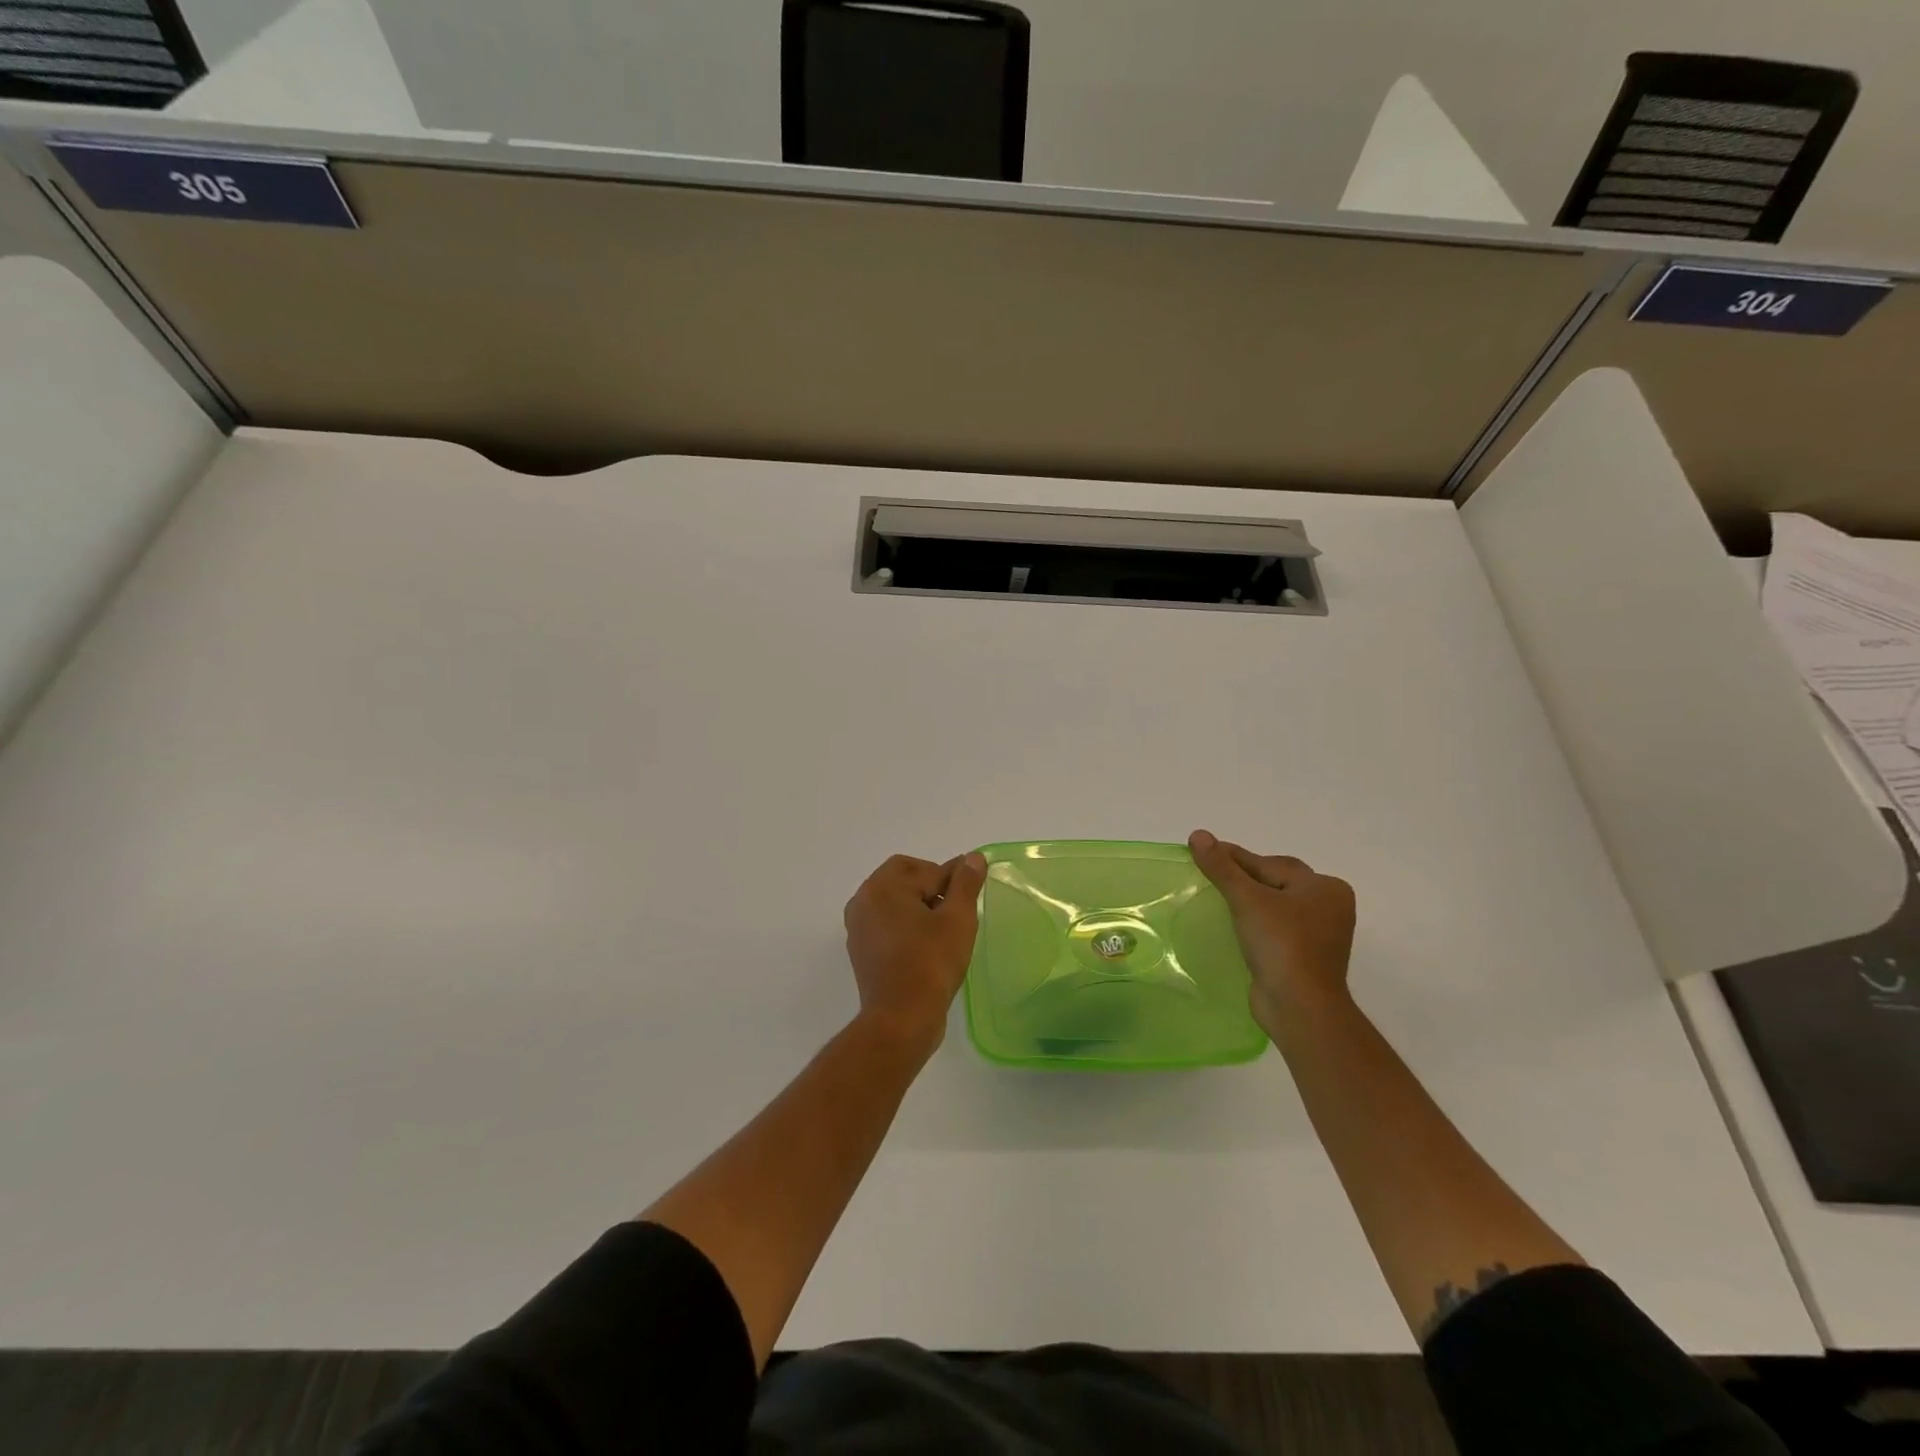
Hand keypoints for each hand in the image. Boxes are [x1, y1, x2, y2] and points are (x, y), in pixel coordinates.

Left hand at [843, 852, 988, 1054]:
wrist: (901, 1019)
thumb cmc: (931, 963)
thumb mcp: (958, 919)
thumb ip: (965, 883)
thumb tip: (972, 858)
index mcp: (883, 886)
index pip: (926, 869)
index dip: (953, 878)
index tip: (972, 891)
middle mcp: (863, 900)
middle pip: (904, 878)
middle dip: (932, 886)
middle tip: (957, 909)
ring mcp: (858, 927)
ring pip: (894, 901)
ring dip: (919, 905)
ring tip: (944, 928)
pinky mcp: (860, 950)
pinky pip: (886, 923)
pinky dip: (905, 924)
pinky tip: (927, 944)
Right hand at [1188, 829, 1355, 1034]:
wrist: (1300, 1007)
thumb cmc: (1281, 944)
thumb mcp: (1247, 899)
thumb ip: (1222, 867)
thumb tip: (1198, 835)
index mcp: (1325, 887)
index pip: (1270, 864)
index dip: (1234, 858)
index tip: (1203, 851)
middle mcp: (1329, 907)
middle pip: (1276, 881)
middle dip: (1244, 877)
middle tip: (1209, 873)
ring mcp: (1320, 935)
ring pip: (1276, 906)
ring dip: (1249, 901)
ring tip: (1217, 897)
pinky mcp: (1306, 957)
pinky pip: (1276, 929)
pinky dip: (1255, 923)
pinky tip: (1233, 924)